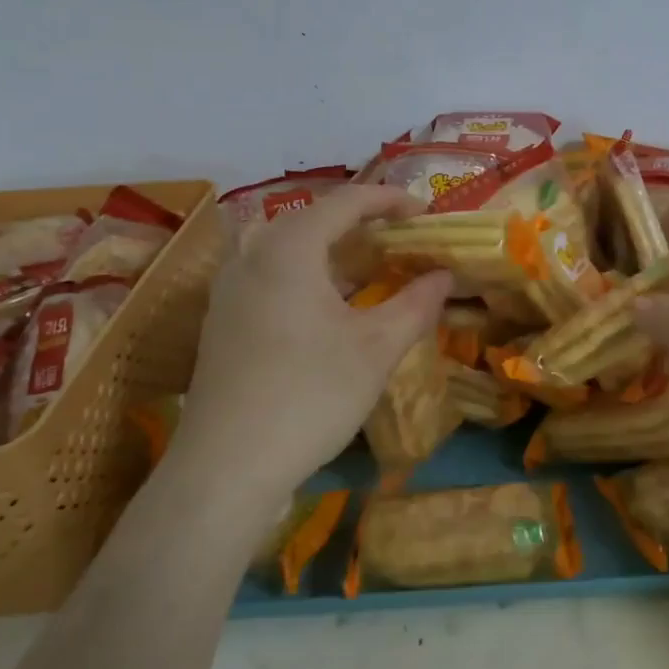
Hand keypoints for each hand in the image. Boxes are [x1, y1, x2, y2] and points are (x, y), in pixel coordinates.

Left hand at [180, 187, 450, 491]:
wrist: (227, 468)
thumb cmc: (310, 395)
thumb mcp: (377, 348)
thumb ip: (417, 303)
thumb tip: (445, 275)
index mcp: (289, 248)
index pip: (346, 201)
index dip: (390, 200)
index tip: (425, 213)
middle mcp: (252, 255)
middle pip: (312, 218)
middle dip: (360, 221)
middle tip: (400, 238)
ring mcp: (230, 288)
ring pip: (286, 245)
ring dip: (331, 247)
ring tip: (368, 265)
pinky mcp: (223, 319)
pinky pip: (270, 272)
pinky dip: (307, 271)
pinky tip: (329, 304)